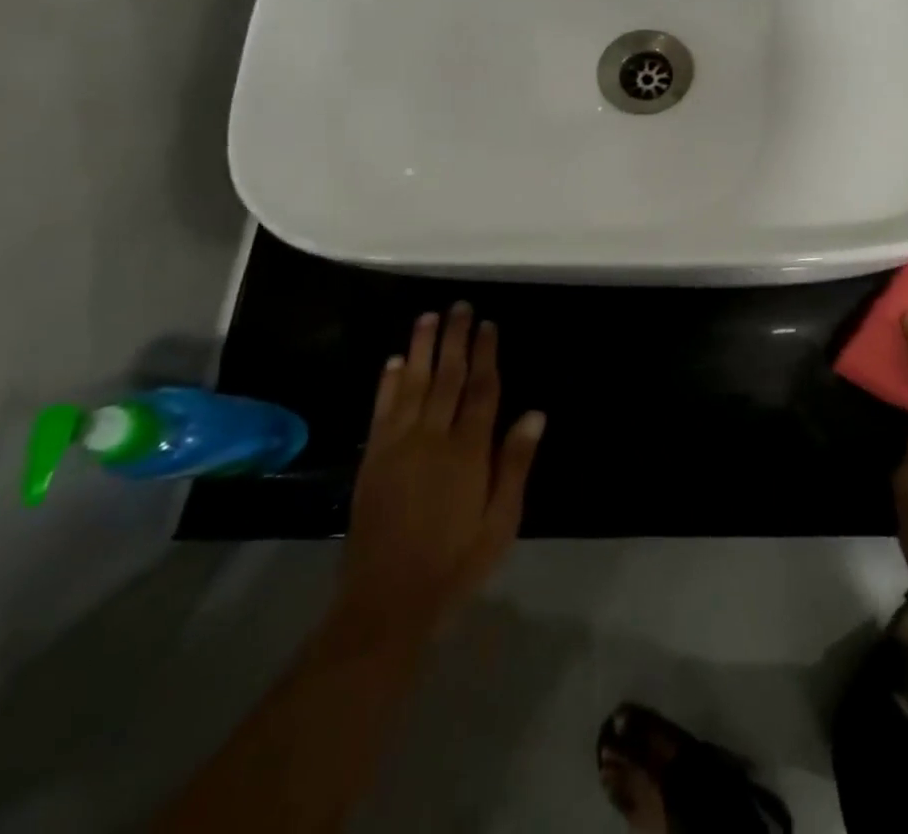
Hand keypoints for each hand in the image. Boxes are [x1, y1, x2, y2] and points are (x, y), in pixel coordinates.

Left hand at [335, 303, 544, 647]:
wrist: (387, 602)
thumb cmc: (456, 562)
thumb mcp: (501, 521)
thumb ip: (515, 464)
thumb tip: (535, 413)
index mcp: (468, 452)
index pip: (481, 390)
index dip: (486, 354)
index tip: (488, 324)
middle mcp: (432, 438)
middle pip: (447, 377)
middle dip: (454, 339)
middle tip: (459, 306)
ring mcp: (397, 446)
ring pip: (412, 384)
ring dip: (421, 348)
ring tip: (428, 317)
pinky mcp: (373, 460)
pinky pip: (382, 411)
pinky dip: (388, 383)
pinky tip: (394, 361)